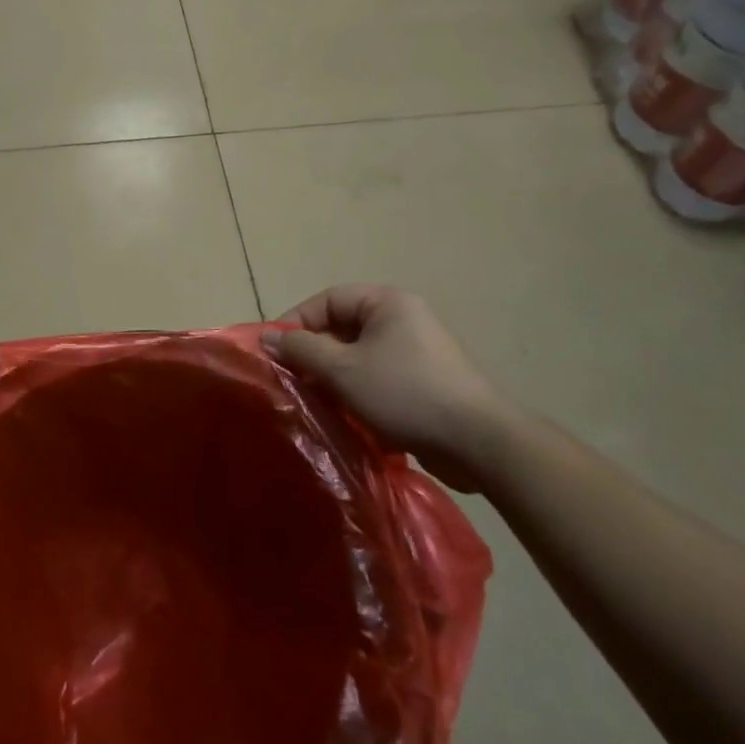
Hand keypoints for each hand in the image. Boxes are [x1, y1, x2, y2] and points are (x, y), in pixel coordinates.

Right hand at [263, 285, 513, 491]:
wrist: (478, 443)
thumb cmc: (405, 393)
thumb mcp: (343, 369)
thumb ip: (302, 349)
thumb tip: (266, 337)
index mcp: (386, 302)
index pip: (327, 300)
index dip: (297, 322)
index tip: (275, 352)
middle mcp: (402, 319)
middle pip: (342, 328)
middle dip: (314, 355)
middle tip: (292, 381)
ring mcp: (417, 352)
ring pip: (358, 357)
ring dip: (334, 378)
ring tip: (315, 402)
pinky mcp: (425, 383)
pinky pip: (378, 378)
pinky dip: (358, 393)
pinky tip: (346, 417)